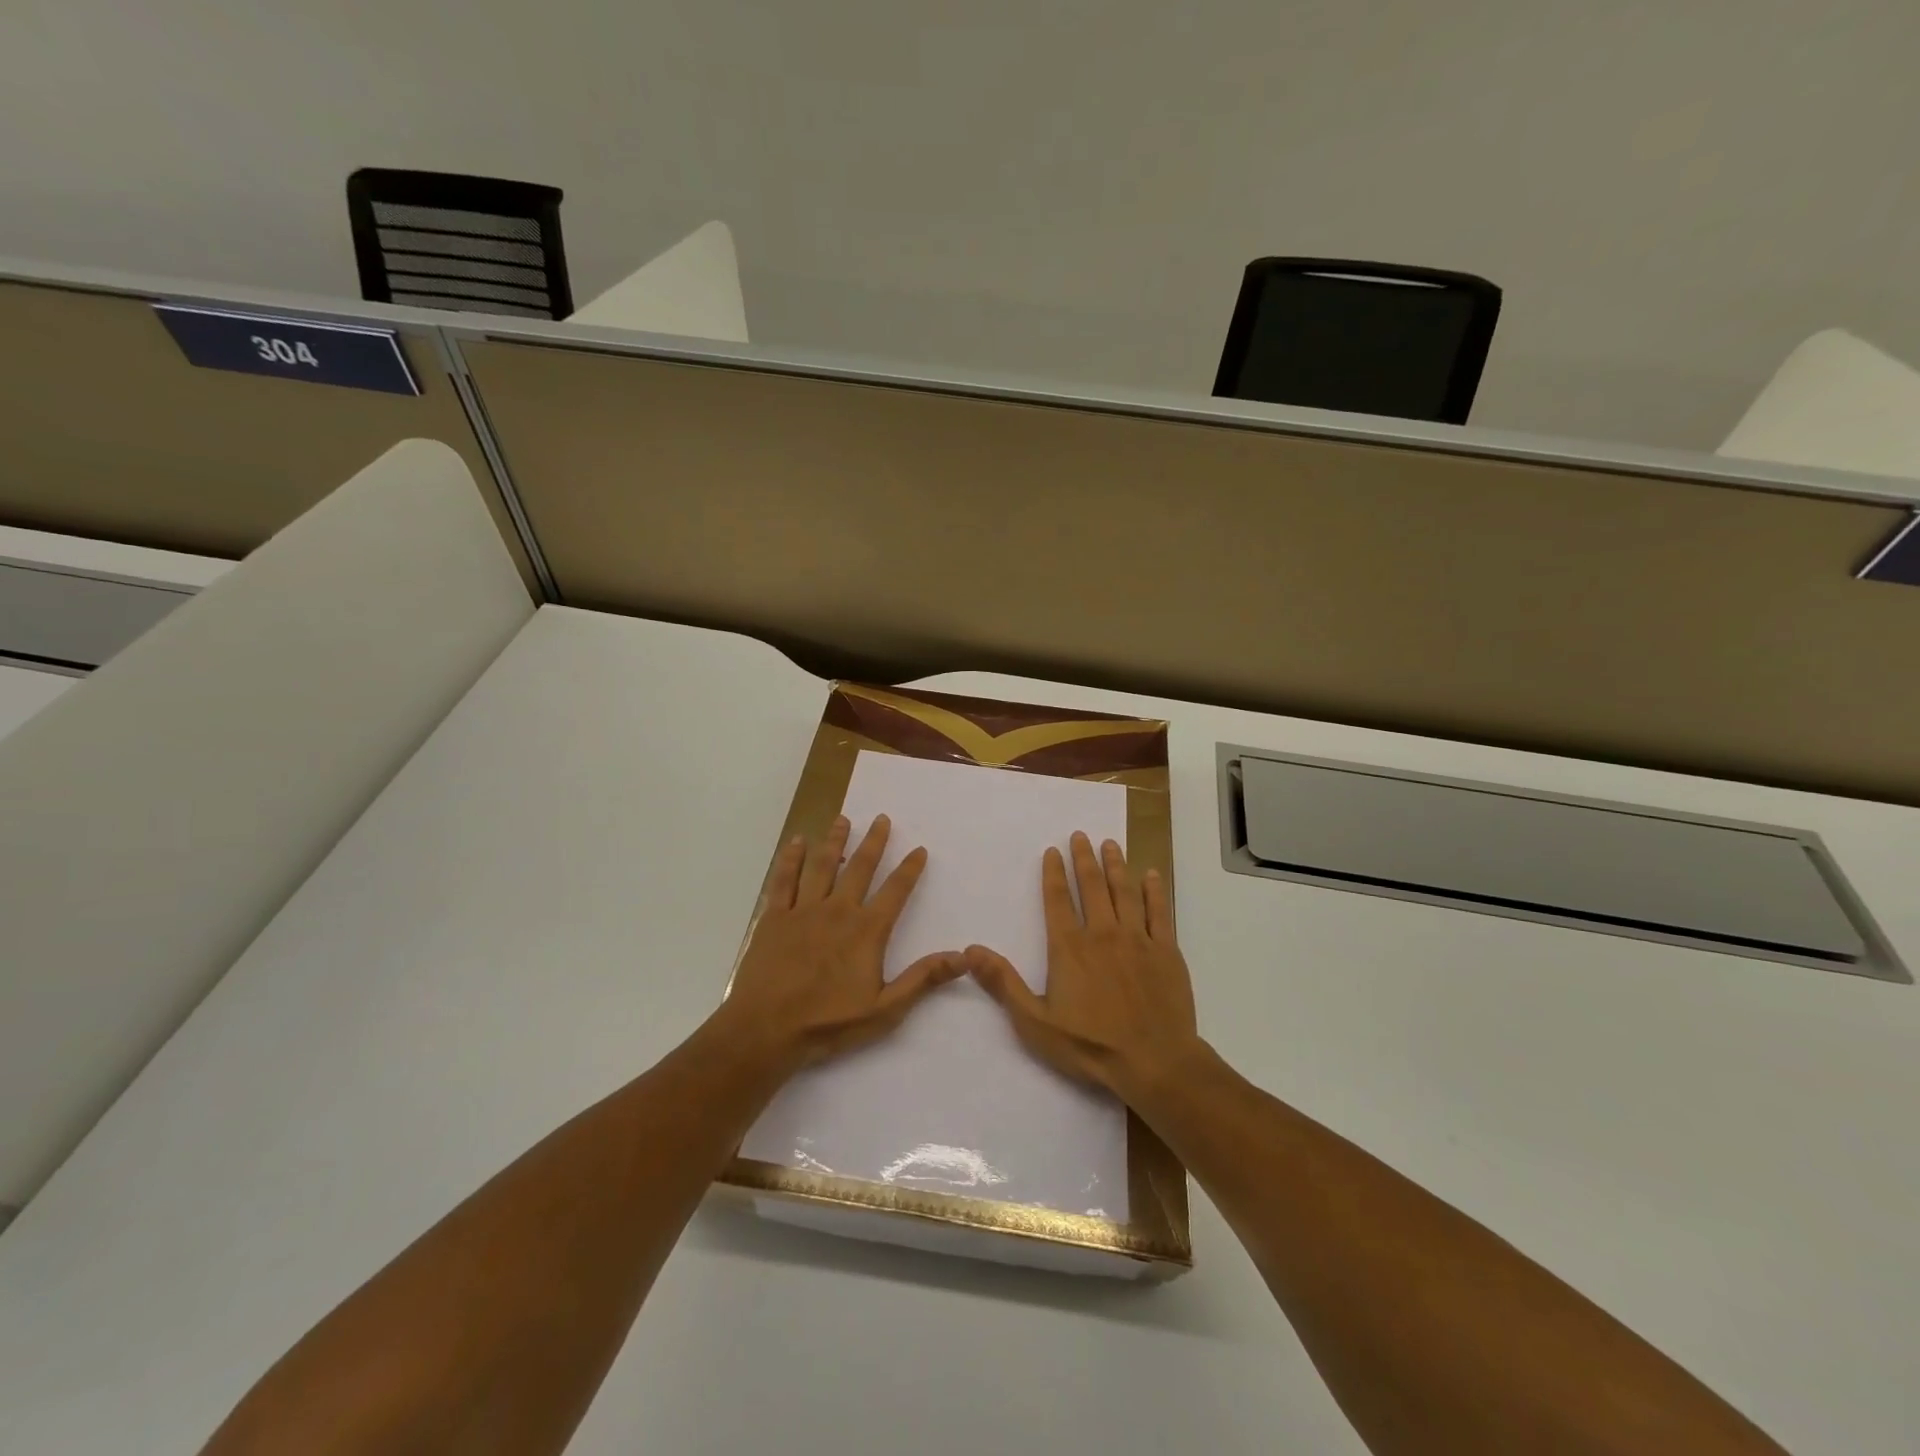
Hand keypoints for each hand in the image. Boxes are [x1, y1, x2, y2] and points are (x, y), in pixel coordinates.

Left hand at [722, 813, 963, 1072]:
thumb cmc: (828, 1023)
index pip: (895, 891)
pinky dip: (791, 859)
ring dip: (835, 841)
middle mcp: (838, 910)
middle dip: (874, 842)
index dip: (909, 869)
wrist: (765, 1029)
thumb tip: (963, 957)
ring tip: (843, 819)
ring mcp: (804, 910)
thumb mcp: (885, 1009)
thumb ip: (923, 979)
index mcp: (866, 931)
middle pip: (860, 868)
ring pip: (822, 866)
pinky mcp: (774, 918)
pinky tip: (796, 842)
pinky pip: (784, 880)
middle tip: (882, 818)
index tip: (919, 850)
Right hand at [965, 831, 1199, 1103]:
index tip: (1053, 850)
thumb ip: (1003, 983)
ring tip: (1110, 844)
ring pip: (1125, 892)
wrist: (1154, 1062)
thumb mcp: (1034, 1021)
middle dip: (1085, 858)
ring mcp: (1137, 939)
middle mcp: (1102, 933)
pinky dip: (1154, 891)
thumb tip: (970, 949)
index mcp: (1069, 947)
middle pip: (1092, 886)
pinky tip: (1151, 874)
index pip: (1058, 900)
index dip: (1054, 873)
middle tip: (1082, 835)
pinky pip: (1159, 912)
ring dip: (1116, 865)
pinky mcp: (1166, 951)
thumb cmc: (1090, 1045)